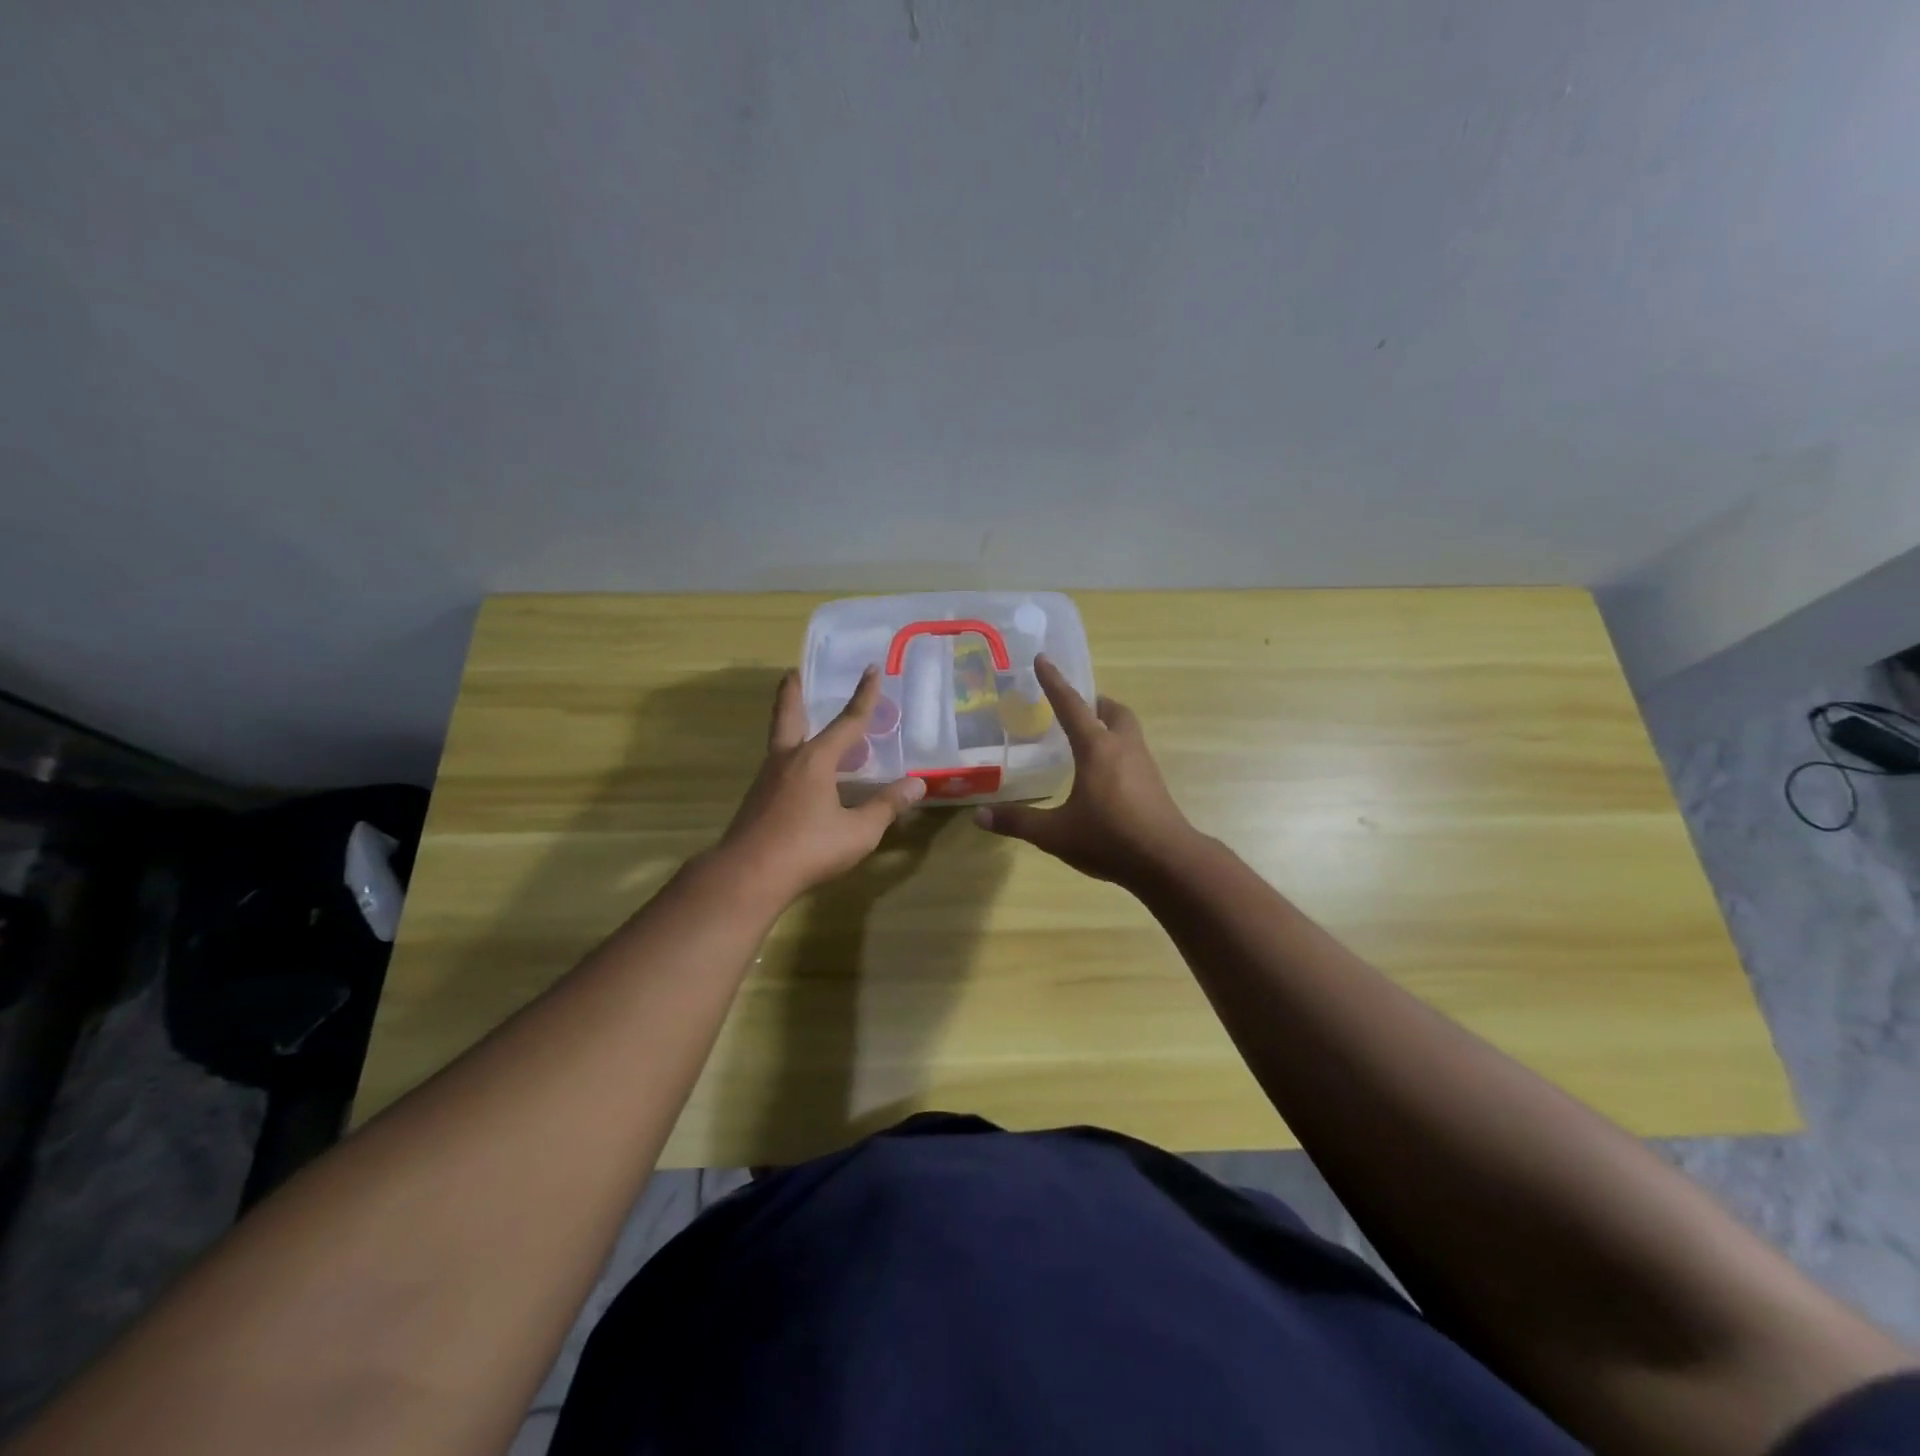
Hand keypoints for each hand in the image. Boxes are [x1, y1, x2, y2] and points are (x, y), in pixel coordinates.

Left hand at [719, 667, 926, 900]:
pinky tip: (802, 773)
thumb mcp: (858, 831)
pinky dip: (791, 755)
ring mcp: (767, 779)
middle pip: (789, 716)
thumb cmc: (808, 849)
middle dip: (793, 693)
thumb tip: (916, 784)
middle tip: (793, 672)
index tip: (873, 669)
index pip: (847, 721)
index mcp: (815, 760)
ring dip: (791, 723)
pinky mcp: (757, 799)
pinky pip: (779, 765)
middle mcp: (788, 760)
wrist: (748, 876)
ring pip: (781, 740)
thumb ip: (886, 806)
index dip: (864, 696)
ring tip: (804, 721)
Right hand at [973, 656, 1197, 885]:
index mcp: (1097, 748)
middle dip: (1093, 703)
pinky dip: (1117, 749)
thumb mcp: (1056, 834)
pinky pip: (1133, 752)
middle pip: (1113, 710)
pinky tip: (1104, 774)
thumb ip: (1018, 821)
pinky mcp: (1154, 784)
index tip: (1043, 659)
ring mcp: (1144, 765)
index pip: (1071, 706)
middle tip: (1075, 708)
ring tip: (1086, 738)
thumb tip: (979, 816)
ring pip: (1127, 730)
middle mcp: (1123, 747)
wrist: (1168, 862)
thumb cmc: (1109, 839)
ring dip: (1108, 725)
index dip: (1054, 682)